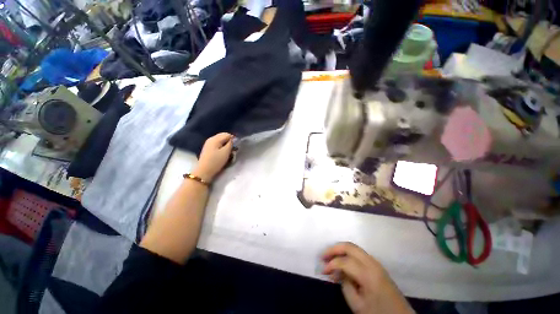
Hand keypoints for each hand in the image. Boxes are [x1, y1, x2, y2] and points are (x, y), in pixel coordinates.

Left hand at [192, 133, 233, 182]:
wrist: (204, 171)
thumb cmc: (216, 161)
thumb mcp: (226, 152)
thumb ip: (230, 144)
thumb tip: (233, 139)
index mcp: (215, 139)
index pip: (227, 134)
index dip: (233, 139)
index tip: (235, 147)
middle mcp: (211, 139)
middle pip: (223, 136)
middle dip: (229, 142)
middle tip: (233, 150)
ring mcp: (208, 144)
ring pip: (220, 141)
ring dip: (226, 145)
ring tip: (229, 152)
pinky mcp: (208, 149)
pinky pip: (217, 145)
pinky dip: (222, 148)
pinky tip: (223, 154)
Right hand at [322, 242, 413, 313]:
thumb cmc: (378, 313)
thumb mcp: (358, 305)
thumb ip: (345, 285)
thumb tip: (338, 272)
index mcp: (369, 274)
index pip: (345, 261)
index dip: (331, 264)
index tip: (323, 271)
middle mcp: (372, 263)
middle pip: (349, 246)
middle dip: (334, 249)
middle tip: (323, 255)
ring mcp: (375, 262)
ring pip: (354, 248)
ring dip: (340, 250)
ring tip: (330, 258)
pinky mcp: (376, 265)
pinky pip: (359, 254)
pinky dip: (347, 254)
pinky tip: (342, 263)